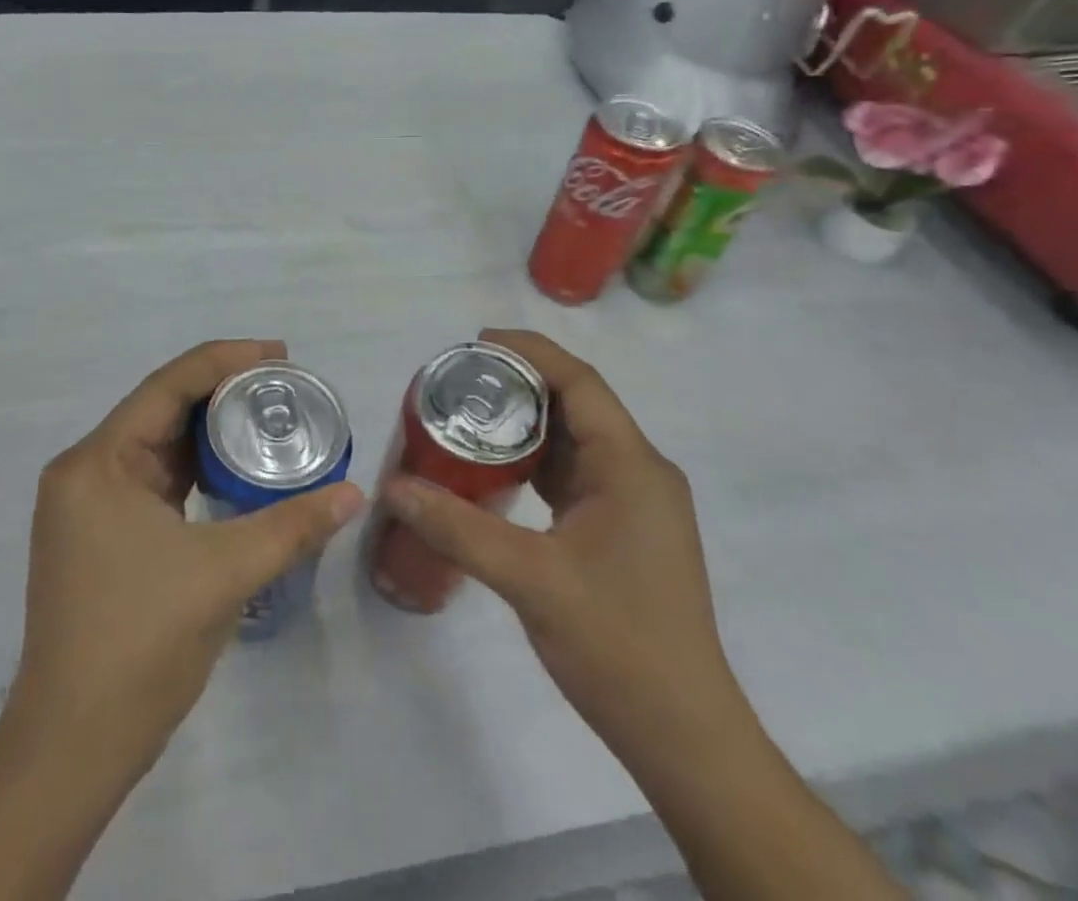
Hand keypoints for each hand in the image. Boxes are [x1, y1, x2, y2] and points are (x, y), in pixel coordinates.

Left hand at [0, 341, 364, 900]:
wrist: (72, 748)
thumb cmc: (140, 644)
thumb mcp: (225, 574)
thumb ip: (292, 525)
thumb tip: (354, 492)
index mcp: (98, 462)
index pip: (169, 385)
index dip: (227, 359)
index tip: (281, 355)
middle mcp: (86, 471)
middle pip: (163, 408)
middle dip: (224, 391)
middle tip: (285, 386)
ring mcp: (90, 506)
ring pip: (160, 444)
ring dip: (211, 429)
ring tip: (270, 416)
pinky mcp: (102, 534)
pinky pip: (157, 479)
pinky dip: (197, 466)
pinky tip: (236, 467)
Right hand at [381, 329, 741, 759]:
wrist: (683, 736)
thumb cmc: (617, 646)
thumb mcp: (529, 580)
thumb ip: (458, 528)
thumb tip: (393, 488)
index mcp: (631, 465)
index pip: (579, 382)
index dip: (529, 351)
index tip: (475, 342)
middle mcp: (640, 470)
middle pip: (577, 404)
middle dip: (520, 384)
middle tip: (459, 381)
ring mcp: (635, 501)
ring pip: (576, 440)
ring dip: (527, 424)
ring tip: (468, 415)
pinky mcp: (625, 528)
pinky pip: (576, 474)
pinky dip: (537, 461)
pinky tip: (497, 469)